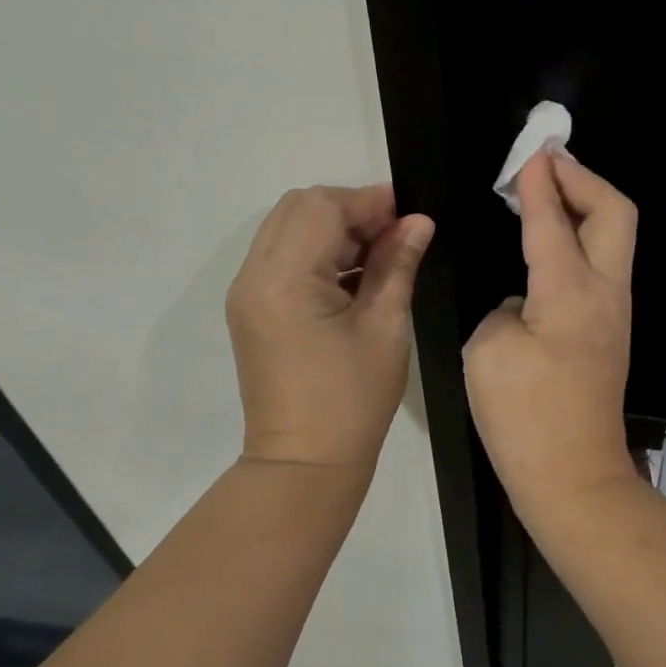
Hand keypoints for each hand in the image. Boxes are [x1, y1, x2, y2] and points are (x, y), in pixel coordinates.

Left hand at [226, 184, 433, 469]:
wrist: (304, 464)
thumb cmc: (352, 399)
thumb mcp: (385, 327)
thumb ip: (397, 264)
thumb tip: (418, 222)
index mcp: (284, 279)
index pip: (322, 207)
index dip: (369, 202)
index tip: (410, 216)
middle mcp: (254, 275)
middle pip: (298, 208)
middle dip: (350, 211)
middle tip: (394, 237)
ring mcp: (247, 293)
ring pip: (288, 230)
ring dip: (333, 231)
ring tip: (379, 258)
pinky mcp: (251, 309)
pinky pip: (282, 258)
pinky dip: (317, 253)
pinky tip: (353, 278)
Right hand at [464, 151, 637, 510]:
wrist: (572, 479)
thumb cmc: (524, 417)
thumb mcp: (490, 352)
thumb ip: (508, 309)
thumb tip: (526, 303)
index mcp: (571, 291)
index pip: (553, 219)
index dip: (539, 182)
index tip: (530, 152)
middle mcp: (606, 293)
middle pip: (615, 212)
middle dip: (582, 178)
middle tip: (546, 164)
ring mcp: (615, 314)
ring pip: (614, 237)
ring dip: (584, 207)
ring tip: (544, 195)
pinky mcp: (609, 333)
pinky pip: (600, 266)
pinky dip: (579, 240)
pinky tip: (548, 247)